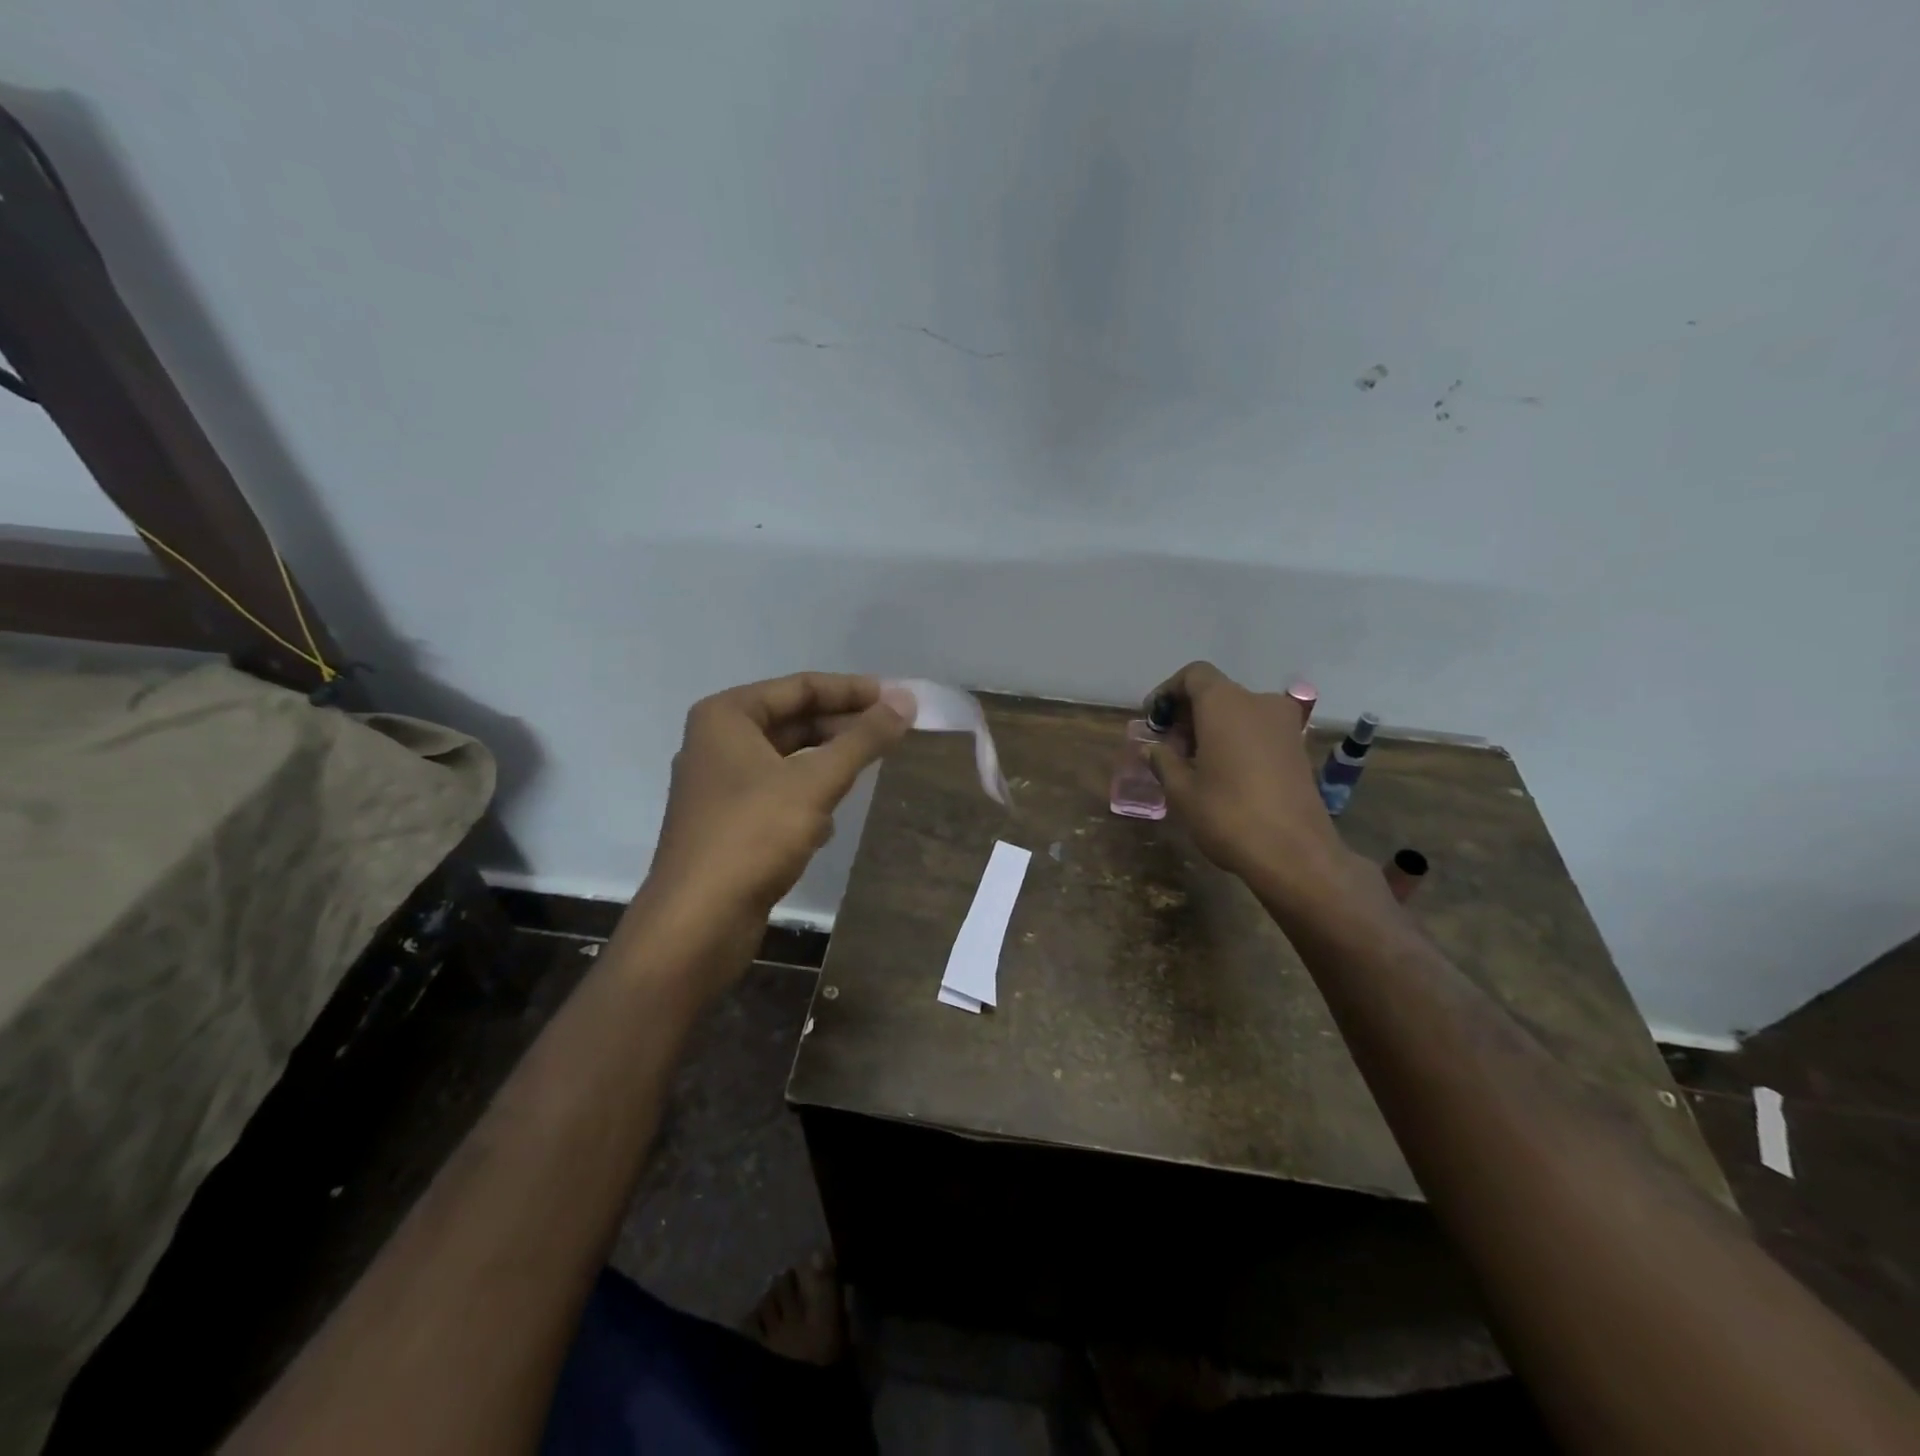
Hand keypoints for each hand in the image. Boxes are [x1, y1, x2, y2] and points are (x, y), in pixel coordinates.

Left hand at [635, 673, 908, 975]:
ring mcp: (720, 786)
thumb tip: (906, 700)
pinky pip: (778, 795)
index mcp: (726, 717)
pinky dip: (808, 799)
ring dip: (828, 764)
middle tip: (894, 732)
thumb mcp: (815, 781)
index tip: (898, 699)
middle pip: (794, 721)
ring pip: (788, 760)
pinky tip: (829, 823)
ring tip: (871, 769)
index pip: (800, 687)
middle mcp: (718, 743)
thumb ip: (863, 739)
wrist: (697, 923)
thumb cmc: (753, 836)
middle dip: (843, 728)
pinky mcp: (728, 825)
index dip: (852, 691)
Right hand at [1143, 662, 1352, 895]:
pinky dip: (1236, 739)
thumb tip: (1153, 749)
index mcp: (1225, 704)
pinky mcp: (1298, 748)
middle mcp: (1258, 703)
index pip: (1194, 675)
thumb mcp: (1182, 791)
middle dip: (1188, 713)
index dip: (1169, 691)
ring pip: (1238, 711)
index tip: (1154, 719)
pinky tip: (1221, 772)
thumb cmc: (1228, 815)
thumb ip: (1163, 761)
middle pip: (1216, 692)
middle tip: (1168, 746)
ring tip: (1191, 762)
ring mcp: (1284, 725)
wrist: (1295, 854)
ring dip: (1212, 727)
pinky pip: (1258, 730)